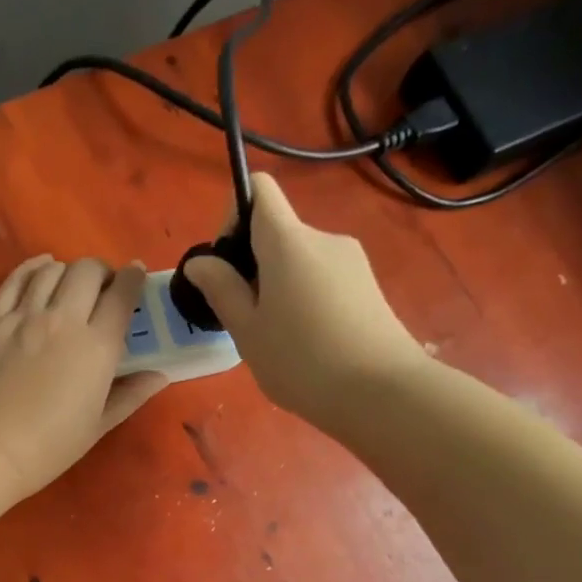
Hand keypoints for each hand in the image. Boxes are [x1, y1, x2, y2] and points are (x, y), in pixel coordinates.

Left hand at [0, 255, 167, 498]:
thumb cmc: (46, 448)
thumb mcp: (96, 427)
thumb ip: (129, 396)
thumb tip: (159, 376)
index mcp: (97, 348)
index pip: (122, 296)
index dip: (134, 279)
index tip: (136, 275)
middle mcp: (63, 320)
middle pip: (88, 271)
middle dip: (102, 272)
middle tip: (102, 287)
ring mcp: (23, 316)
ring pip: (52, 269)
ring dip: (68, 271)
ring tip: (69, 284)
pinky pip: (16, 279)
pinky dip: (33, 267)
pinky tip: (41, 268)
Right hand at [184, 173, 425, 427]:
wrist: (380, 393)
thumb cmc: (301, 361)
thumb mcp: (247, 330)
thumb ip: (221, 289)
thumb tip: (200, 261)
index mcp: (288, 241)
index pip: (259, 189)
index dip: (233, 214)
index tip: (227, 263)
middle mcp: (323, 238)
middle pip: (277, 231)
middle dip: (253, 265)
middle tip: (245, 318)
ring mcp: (351, 261)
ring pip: (299, 260)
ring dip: (278, 286)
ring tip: (276, 338)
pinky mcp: (367, 286)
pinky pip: (322, 278)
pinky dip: (304, 299)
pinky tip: (306, 343)